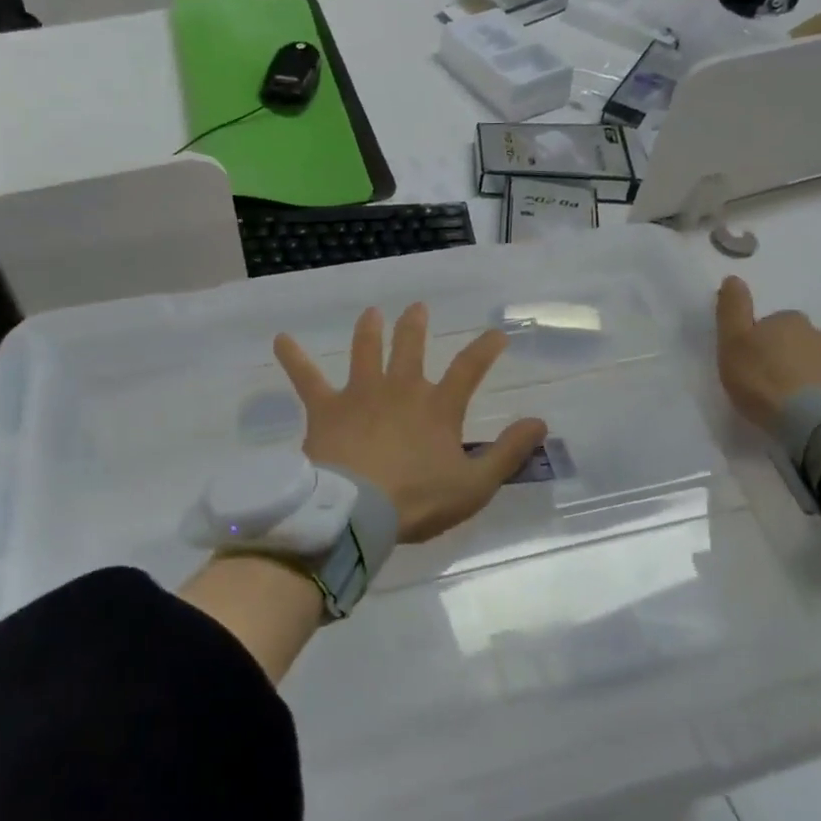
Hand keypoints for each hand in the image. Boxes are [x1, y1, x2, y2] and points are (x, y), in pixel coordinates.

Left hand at [273, 304, 547, 543]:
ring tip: (371, 312)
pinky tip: (280, 339)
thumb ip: (508, 452)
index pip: (470, 368)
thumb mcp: (474, 484)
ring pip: (365, 351)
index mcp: (437, 407)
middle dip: (415, 326)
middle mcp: (400, 389)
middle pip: (410, 347)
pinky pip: (306, 378)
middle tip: (417, 308)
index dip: (486, 348)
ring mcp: (361, 393)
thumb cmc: (417, 501)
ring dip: (369, 330)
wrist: (356, 512)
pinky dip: (294, 358)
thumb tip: (540, 422)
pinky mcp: (326, 408)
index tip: (497, 334)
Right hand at [715, 276, 820, 432]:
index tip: (749, 365)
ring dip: (804, 375)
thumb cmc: (764, 380)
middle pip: (796, 341)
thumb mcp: (732, 343)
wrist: (815, 423)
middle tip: (767, 384)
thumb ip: (732, 310)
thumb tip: (733, 277)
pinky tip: (808, 411)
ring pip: (816, 362)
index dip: (758, 343)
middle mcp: (819, 333)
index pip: (770, 324)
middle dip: (784, 357)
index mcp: (788, 319)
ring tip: (789, 402)